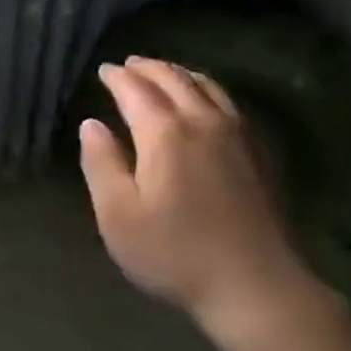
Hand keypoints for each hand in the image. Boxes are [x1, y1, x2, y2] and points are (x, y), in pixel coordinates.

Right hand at [80, 57, 318, 335]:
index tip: (104, 70)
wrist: (257, 286)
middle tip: (129, 64)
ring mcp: (237, 134)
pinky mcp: (259, 151)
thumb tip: (91, 124)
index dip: (117, 77)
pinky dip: (207, 89)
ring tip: (164, 73)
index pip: (135, 90)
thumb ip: (101, 164)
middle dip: (147, 68)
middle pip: (173, 79)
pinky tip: (205, 102)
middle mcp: (202, 121)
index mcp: (164, 133)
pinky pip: (229, 102)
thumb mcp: (119, 217)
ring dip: (179, 73)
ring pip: (206, 85)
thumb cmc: (177, 255)